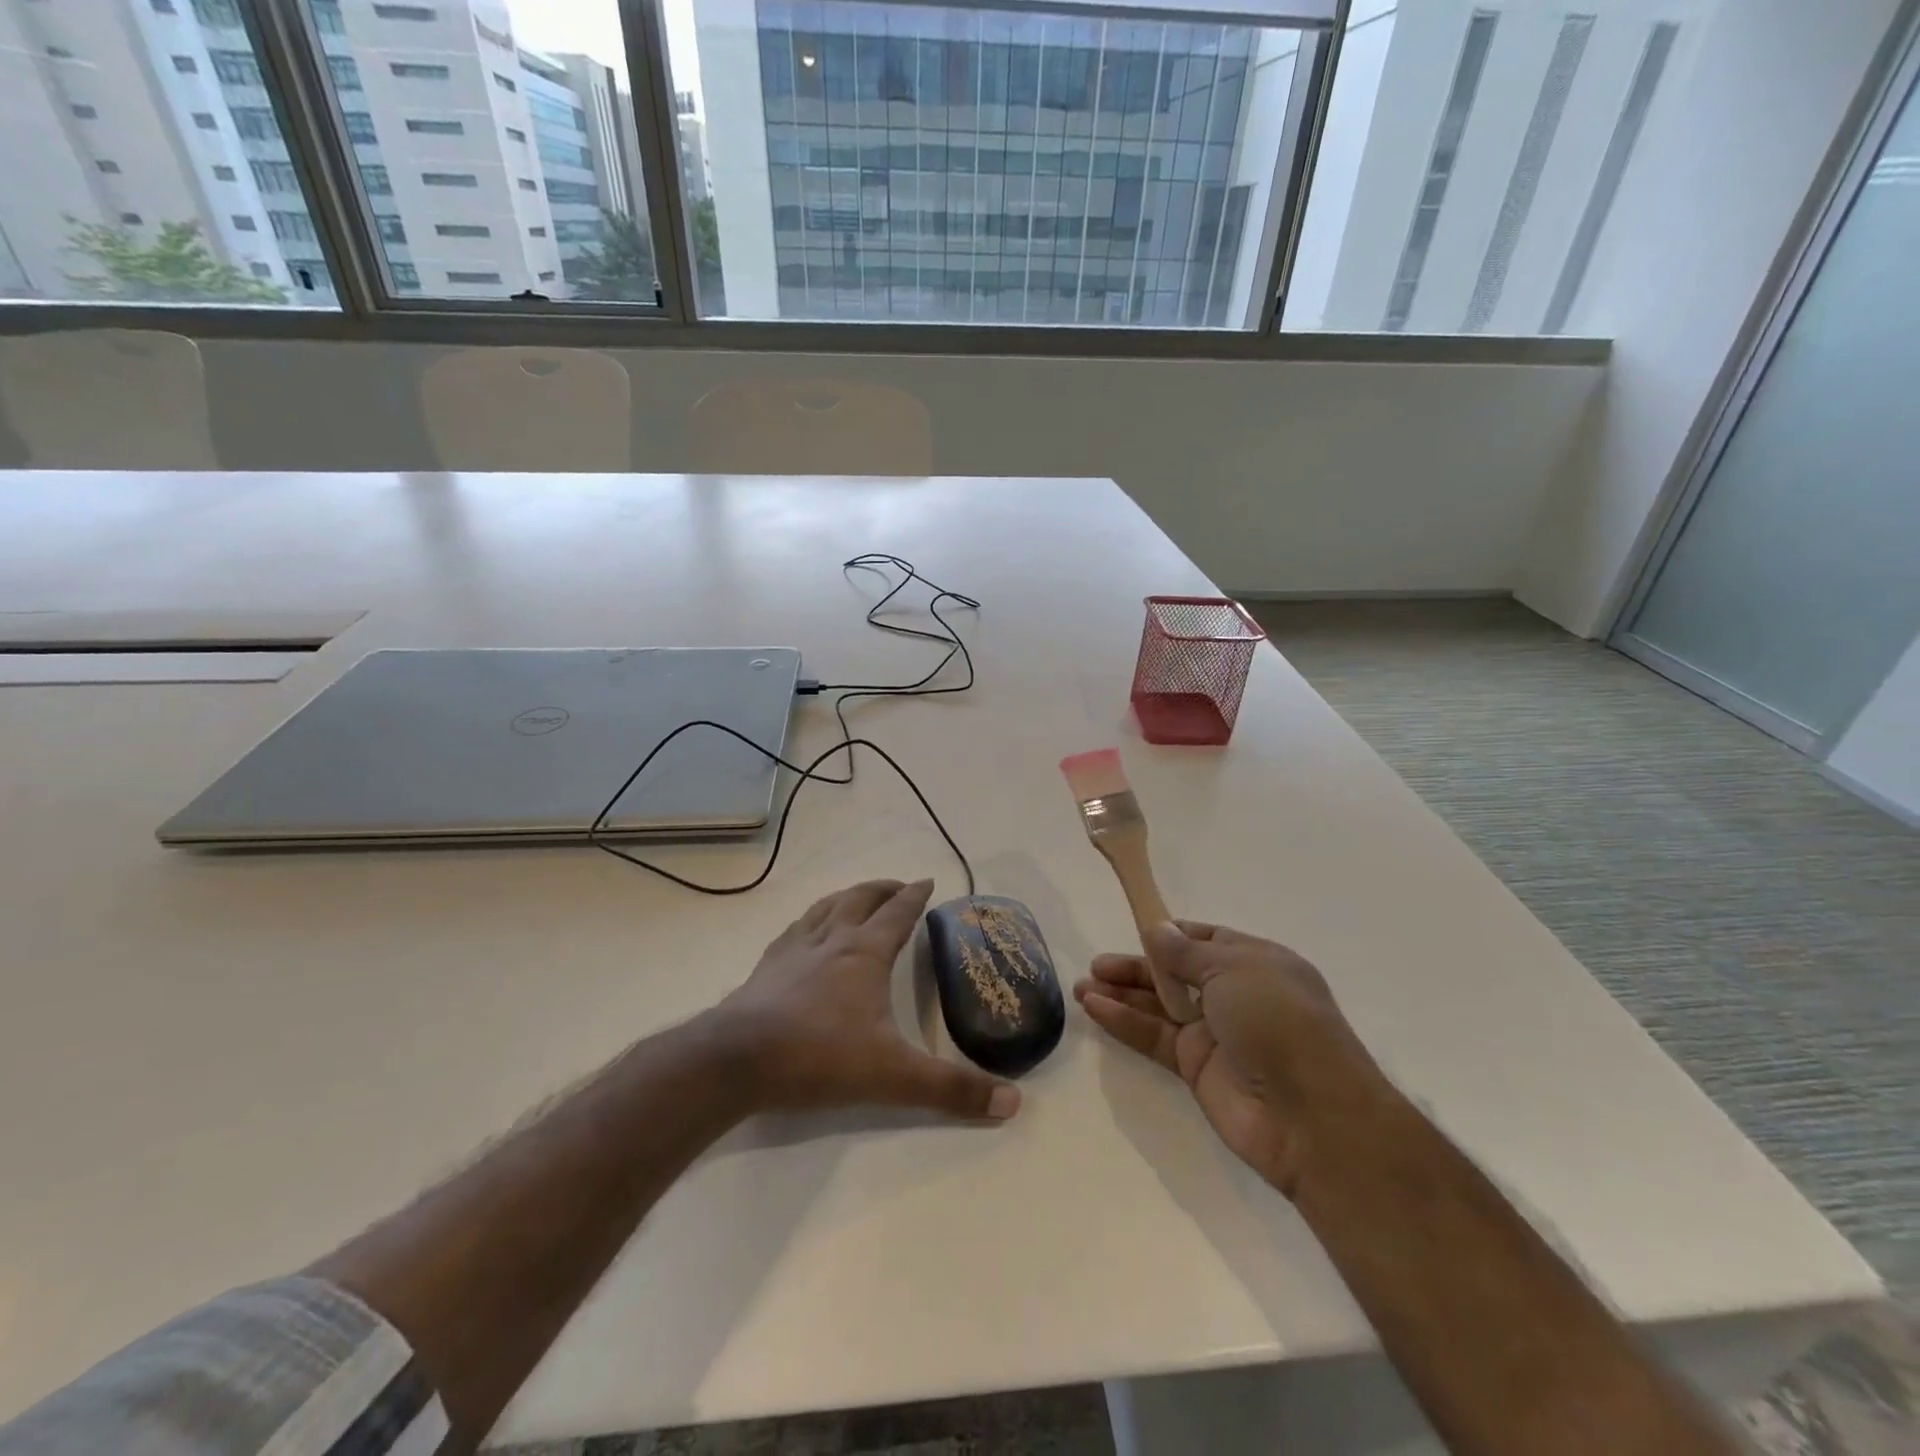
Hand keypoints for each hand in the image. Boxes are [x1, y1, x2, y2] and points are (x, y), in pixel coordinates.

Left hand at [716, 878, 1020, 1122]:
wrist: (737, 1060)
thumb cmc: (819, 1056)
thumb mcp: (893, 1077)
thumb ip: (951, 1090)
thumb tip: (1013, 1104)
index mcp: (865, 953)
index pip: (898, 913)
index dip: (915, 896)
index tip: (928, 881)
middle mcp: (832, 940)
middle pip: (861, 899)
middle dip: (883, 889)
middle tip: (899, 887)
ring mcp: (794, 950)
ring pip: (826, 908)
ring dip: (847, 897)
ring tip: (857, 898)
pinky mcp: (766, 967)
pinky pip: (795, 930)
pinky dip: (811, 920)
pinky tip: (806, 932)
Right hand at [1074, 921, 1383, 1196]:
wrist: (1311, 1116)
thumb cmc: (1278, 1021)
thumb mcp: (1233, 969)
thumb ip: (1186, 952)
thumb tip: (1157, 929)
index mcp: (1255, 962)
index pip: (1206, 939)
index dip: (1170, 934)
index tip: (1135, 927)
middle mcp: (1235, 995)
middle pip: (1176, 972)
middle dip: (1137, 966)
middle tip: (1097, 964)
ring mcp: (1215, 1033)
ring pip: (1160, 1006)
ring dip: (1123, 994)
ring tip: (1082, 985)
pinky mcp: (1196, 1068)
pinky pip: (1154, 1036)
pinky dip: (1124, 1021)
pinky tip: (1094, 1007)